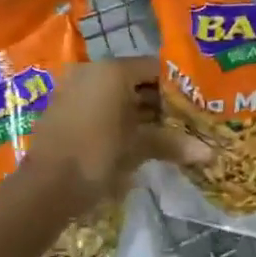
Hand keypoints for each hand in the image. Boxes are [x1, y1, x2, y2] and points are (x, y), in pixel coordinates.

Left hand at [26, 56, 207, 211]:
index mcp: (113, 71)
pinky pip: (98, 106)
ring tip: (166, 133)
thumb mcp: (139, 148)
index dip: (177, 86)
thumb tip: (210, 153)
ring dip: (139, 113)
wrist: (46, 188)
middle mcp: (92, 71)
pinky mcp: (62, 110)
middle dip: (160, 102)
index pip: (155, 68)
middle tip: (185, 121)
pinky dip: (117, 119)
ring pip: (116, 95)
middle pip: (135, 81)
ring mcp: (73, 89)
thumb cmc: (97, 157)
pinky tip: (134, 139)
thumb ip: (172, 144)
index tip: (196, 104)